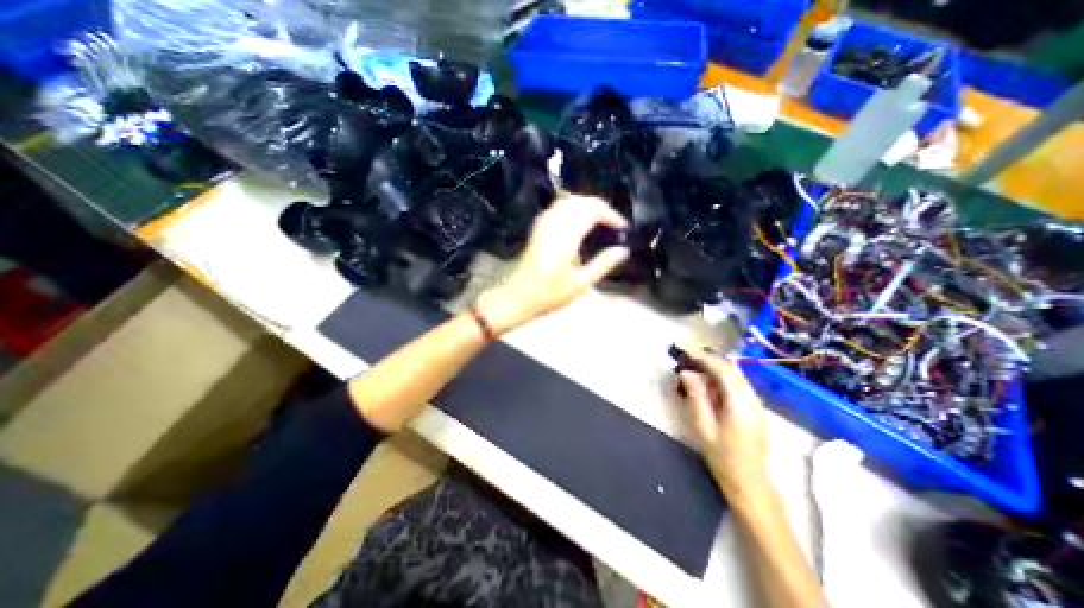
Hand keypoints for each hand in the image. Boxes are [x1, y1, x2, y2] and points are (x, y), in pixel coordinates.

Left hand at [479, 194, 631, 331]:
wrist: (518, 297)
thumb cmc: (550, 294)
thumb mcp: (581, 283)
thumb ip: (603, 264)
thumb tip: (623, 250)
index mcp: (566, 236)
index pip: (592, 211)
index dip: (611, 215)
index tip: (622, 227)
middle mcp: (553, 223)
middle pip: (580, 199)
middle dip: (599, 205)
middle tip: (612, 221)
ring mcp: (542, 224)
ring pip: (567, 200)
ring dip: (585, 204)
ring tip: (599, 220)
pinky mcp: (537, 228)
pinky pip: (557, 207)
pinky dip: (572, 208)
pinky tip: (578, 223)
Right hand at [674, 346, 770, 502]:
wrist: (749, 483)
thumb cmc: (722, 457)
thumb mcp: (703, 427)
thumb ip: (696, 397)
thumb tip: (687, 373)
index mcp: (740, 405)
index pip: (724, 371)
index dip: (705, 358)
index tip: (686, 351)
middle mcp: (752, 400)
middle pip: (733, 369)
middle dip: (710, 359)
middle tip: (689, 357)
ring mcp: (757, 404)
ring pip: (737, 375)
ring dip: (717, 367)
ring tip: (695, 366)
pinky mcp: (756, 409)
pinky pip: (739, 384)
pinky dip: (723, 377)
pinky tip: (709, 382)